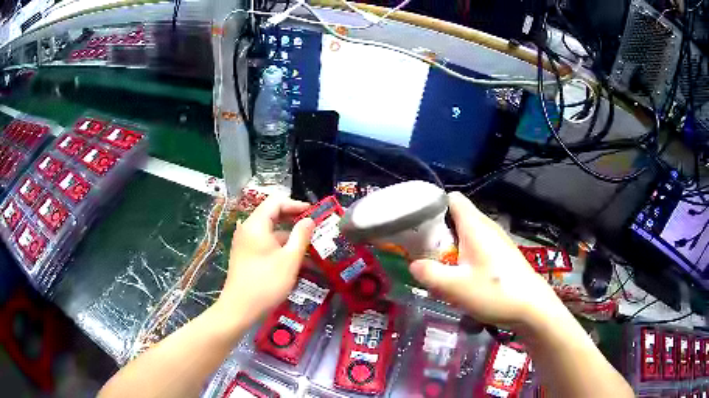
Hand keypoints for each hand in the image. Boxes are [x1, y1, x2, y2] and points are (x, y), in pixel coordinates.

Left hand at [216, 195, 314, 327]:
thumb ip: (301, 236)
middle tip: (312, 226)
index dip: (295, 204)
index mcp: (256, 224)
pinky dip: (278, 244)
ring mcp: (244, 242)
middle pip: (271, 214)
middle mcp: (247, 229)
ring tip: (306, 243)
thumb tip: (309, 220)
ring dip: (287, 233)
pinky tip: (291, 256)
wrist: (239, 308)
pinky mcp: (244, 254)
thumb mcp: (290, 260)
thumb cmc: (266, 283)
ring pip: (268, 230)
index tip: (313, 213)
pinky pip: (263, 241)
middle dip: (292, 218)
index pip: (276, 202)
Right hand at [409, 192, 567, 331]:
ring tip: (439, 268)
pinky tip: (462, 279)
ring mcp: (497, 241)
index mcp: (475, 226)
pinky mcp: (502, 255)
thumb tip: (413, 264)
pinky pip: (477, 248)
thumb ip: (430, 273)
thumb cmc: (495, 292)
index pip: (452, 198)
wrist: (533, 308)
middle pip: (457, 218)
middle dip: (437, 233)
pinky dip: (464, 257)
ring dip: (450, 248)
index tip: (417, 224)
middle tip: (423, 252)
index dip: (433, 206)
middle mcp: (487, 227)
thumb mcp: (455, 287)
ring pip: (466, 235)